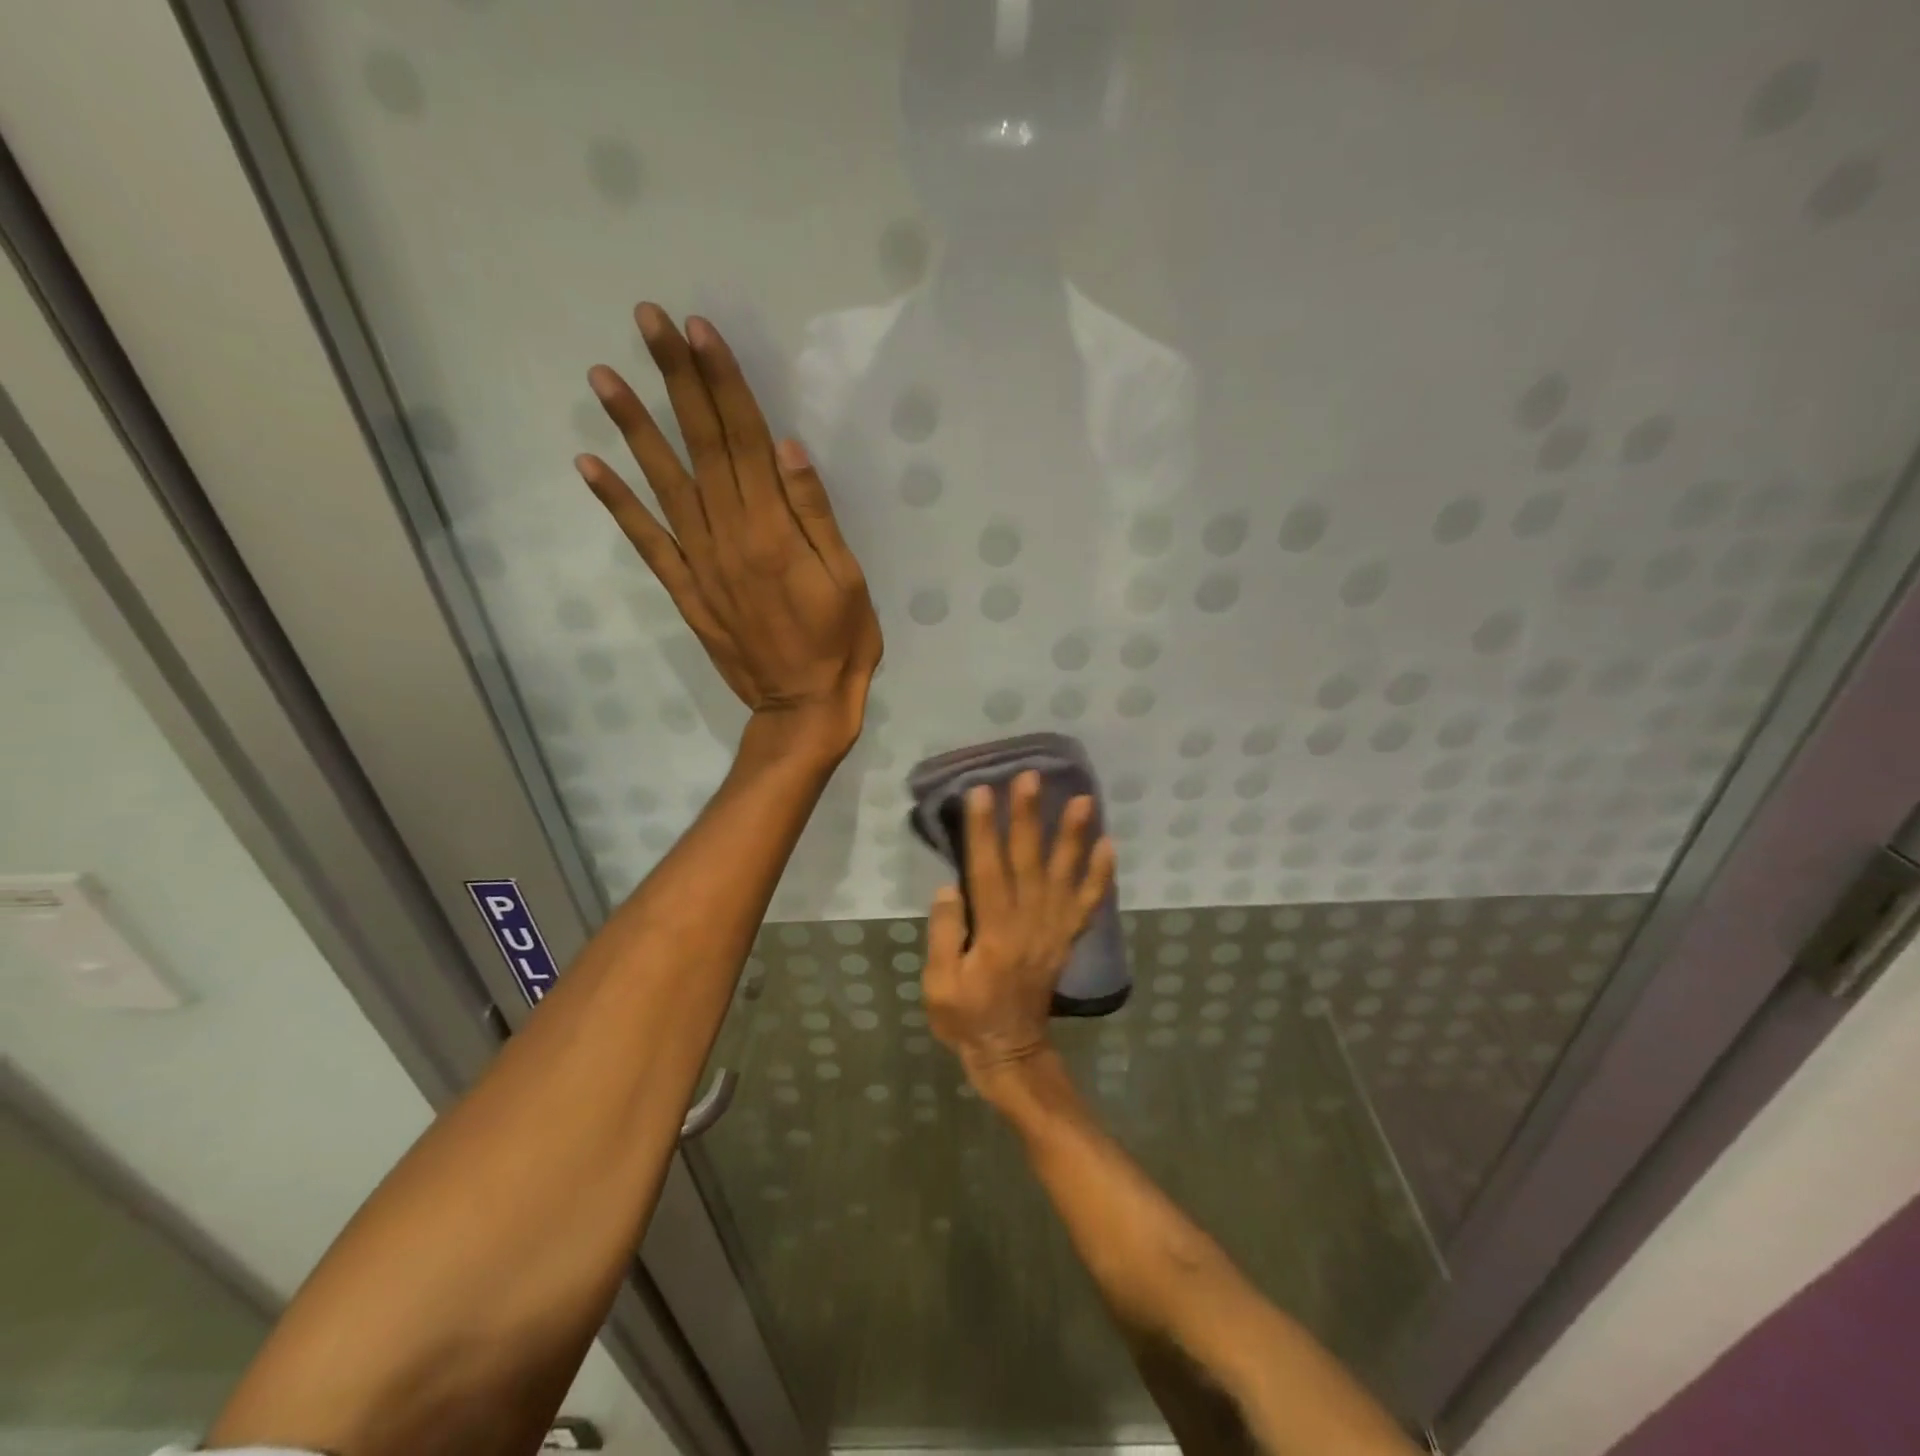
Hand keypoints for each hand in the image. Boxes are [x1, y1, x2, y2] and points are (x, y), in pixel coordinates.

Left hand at [576, 304, 882, 759]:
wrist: (801, 705)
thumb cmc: (840, 642)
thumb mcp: (847, 579)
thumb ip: (816, 514)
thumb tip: (786, 447)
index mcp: (774, 531)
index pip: (744, 440)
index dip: (721, 383)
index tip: (697, 330)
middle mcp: (729, 537)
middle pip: (702, 447)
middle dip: (677, 381)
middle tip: (647, 321)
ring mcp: (700, 563)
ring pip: (664, 484)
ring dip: (634, 428)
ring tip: (602, 374)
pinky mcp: (685, 589)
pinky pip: (646, 541)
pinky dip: (617, 503)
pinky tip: (589, 464)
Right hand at [922, 772, 1116, 1089]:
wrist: (1011, 1053)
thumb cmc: (967, 1018)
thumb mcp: (939, 986)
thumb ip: (945, 936)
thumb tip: (949, 888)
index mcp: (993, 932)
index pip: (987, 870)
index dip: (983, 830)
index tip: (982, 793)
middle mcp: (1029, 923)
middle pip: (1028, 862)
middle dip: (1028, 817)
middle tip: (1031, 778)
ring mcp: (1053, 930)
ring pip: (1065, 876)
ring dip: (1073, 837)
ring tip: (1084, 801)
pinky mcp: (1066, 939)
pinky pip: (1088, 905)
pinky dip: (1100, 876)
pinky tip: (1108, 846)